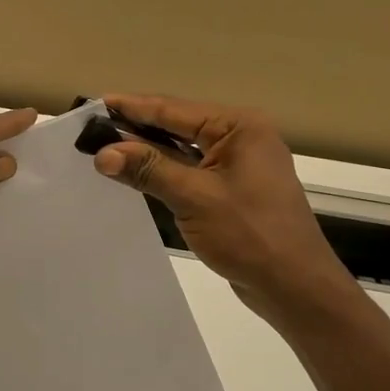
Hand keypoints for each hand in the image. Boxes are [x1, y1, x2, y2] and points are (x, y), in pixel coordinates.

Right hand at [92, 94, 353, 324]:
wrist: (295, 287)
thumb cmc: (250, 235)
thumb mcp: (194, 198)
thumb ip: (148, 170)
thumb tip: (103, 153)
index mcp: (239, 127)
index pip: (175, 109)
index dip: (134, 107)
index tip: (96, 103)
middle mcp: (242, 138)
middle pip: (179, 126)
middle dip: (137, 128)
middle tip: (94, 128)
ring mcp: (239, 165)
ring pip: (183, 150)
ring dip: (149, 152)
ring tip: (106, 148)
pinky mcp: (234, 190)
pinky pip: (192, 171)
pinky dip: (165, 171)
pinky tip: (137, 174)